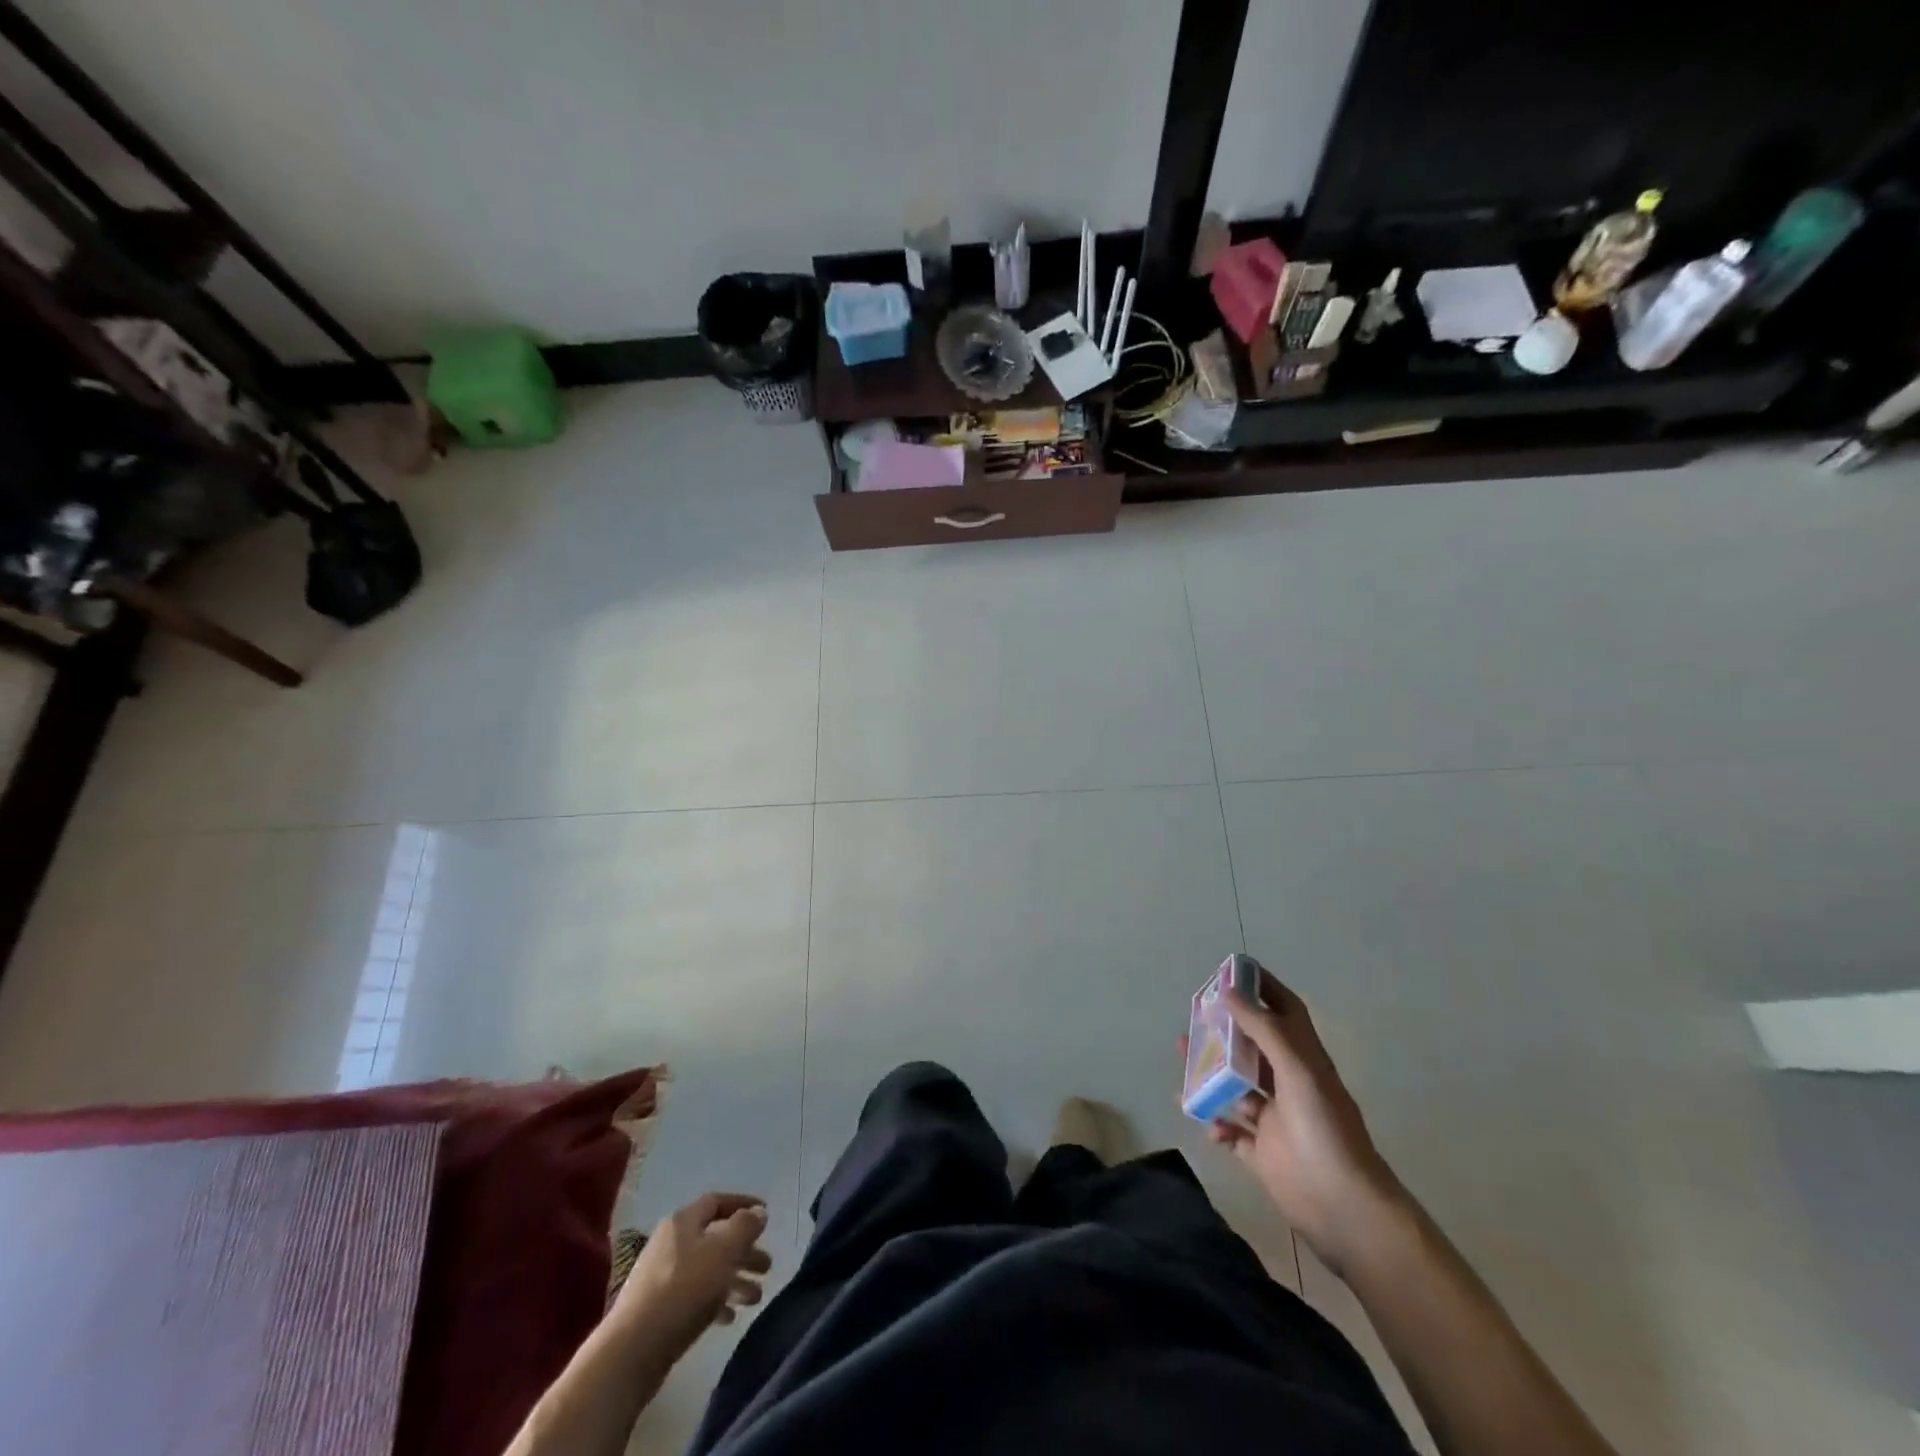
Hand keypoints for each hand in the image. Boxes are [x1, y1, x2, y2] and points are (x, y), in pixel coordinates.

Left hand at [611, 1193, 771, 1362]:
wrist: (631, 1351)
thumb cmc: (683, 1290)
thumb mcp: (723, 1252)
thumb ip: (745, 1227)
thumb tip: (758, 1212)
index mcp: (683, 1222)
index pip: (717, 1201)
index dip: (743, 1204)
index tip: (767, 1215)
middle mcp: (671, 1243)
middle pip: (715, 1239)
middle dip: (744, 1251)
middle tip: (767, 1267)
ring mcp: (662, 1277)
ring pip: (707, 1269)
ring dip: (735, 1280)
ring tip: (756, 1298)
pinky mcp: (658, 1309)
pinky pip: (694, 1296)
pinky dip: (715, 1301)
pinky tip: (730, 1317)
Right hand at [1205, 971, 1406, 1272]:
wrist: (1346, 1210)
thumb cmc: (1325, 1131)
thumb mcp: (1298, 1071)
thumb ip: (1264, 1030)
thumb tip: (1228, 992)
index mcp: (1303, 1061)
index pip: (1284, 1012)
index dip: (1263, 988)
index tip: (1232, 971)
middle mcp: (1288, 1085)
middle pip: (1251, 1047)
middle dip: (1223, 1031)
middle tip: (1193, 1018)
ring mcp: (1275, 1121)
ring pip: (1234, 1087)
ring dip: (1210, 1074)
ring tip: (1183, 1061)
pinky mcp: (1262, 1154)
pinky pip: (1230, 1132)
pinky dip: (1214, 1123)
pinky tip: (1204, 1120)